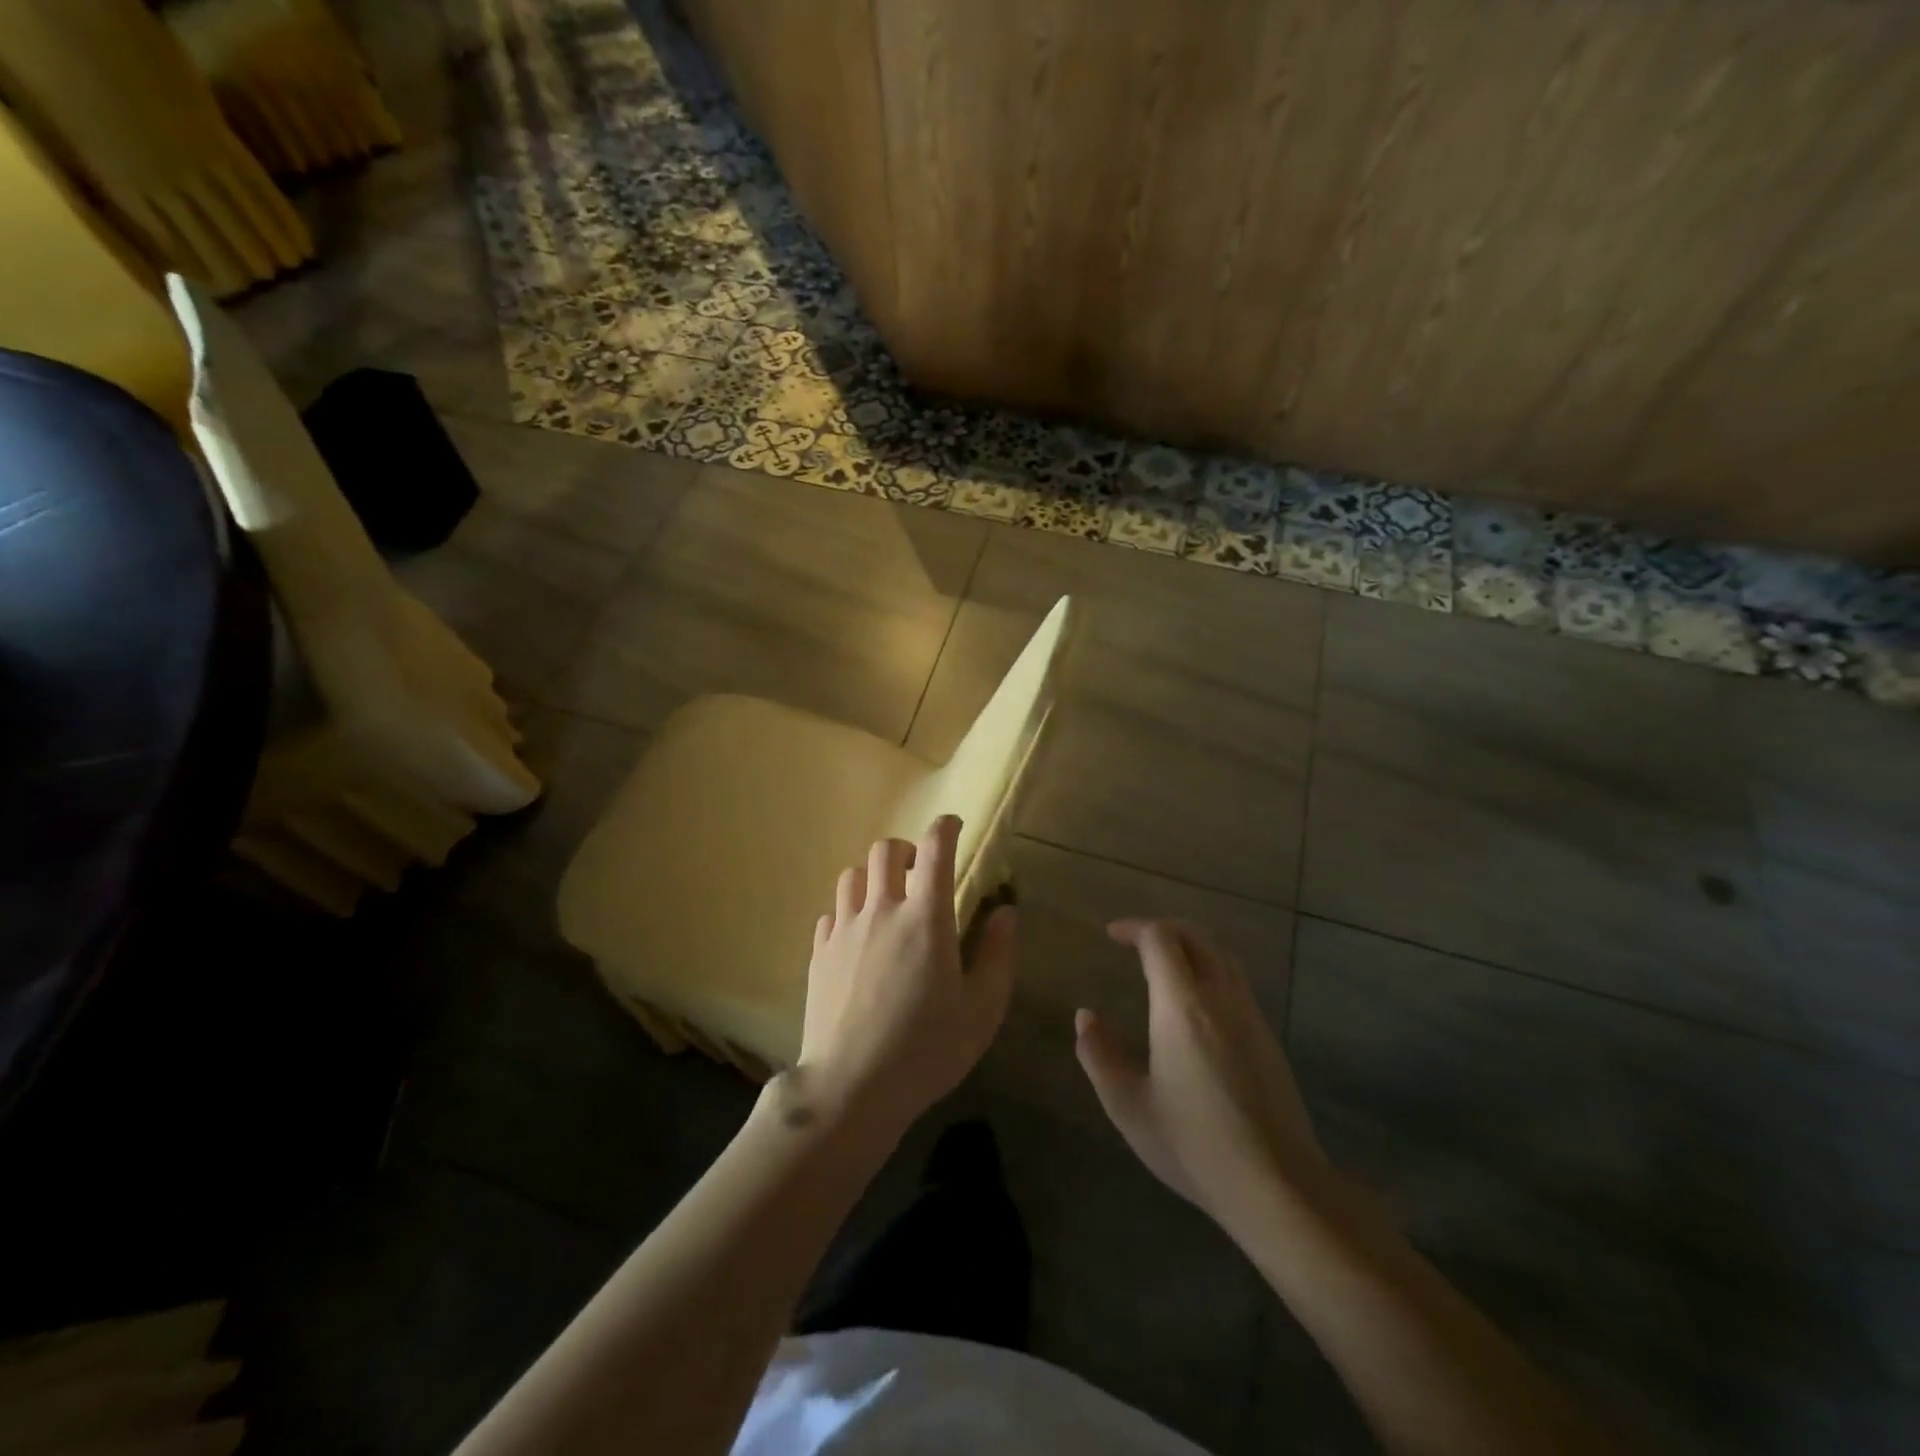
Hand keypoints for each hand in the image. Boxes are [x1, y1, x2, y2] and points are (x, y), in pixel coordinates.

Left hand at [794, 816, 1017, 1141]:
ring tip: (887, 900)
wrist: (852, 1088)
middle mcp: (881, 911)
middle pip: (885, 850)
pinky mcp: (819, 952)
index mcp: (925, 918)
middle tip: (919, 872)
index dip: (945, 828)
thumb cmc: (927, 1049)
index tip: (953, 825)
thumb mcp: (982, 1009)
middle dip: (906, 849)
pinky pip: (832, 912)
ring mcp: (844, 930)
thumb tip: (1005, 911)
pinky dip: (849, 910)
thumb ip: (998, 954)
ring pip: (853, 875)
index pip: (934, 850)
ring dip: (873, 876)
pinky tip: (858, 936)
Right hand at [1075, 919, 1331, 1239]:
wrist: (1276, 1185)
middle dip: (1162, 928)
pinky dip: (1210, 969)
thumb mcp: (1128, 1106)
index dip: (1134, 928)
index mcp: (1182, 1006)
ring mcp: (1250, 1016)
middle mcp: (1220, 998)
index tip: (1111, 935)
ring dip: (1190, 945)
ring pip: (1222, 955)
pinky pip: (1236, 981)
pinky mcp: (1268, 1038)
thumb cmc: (1194, 1144)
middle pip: (1195, 936)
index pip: (1160, 939)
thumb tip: (1086, 1017)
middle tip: (1134, 941)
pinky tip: (1195, 1003)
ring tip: (1164, 963)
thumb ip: (1099, 1055)